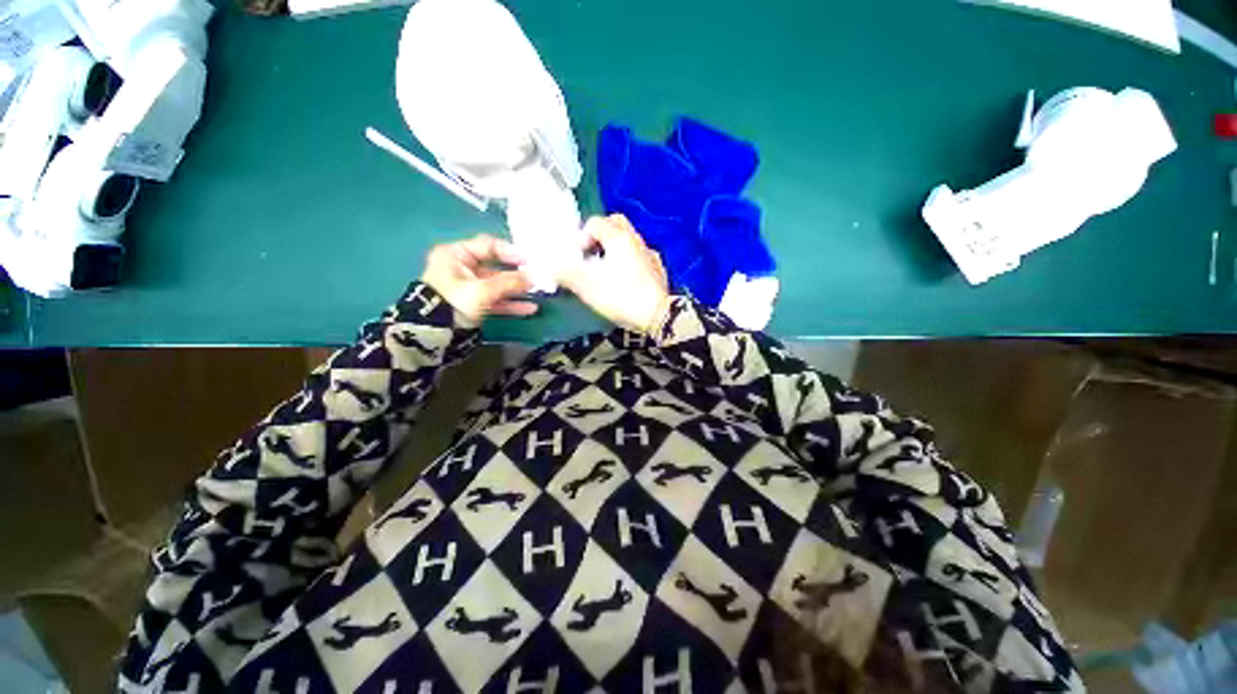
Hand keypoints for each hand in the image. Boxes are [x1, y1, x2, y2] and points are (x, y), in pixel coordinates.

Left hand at [421, 234, 537, 325]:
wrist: (433, 333)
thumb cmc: (454, 302)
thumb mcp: (483, 290)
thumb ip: (510, 282)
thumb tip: (533, 278)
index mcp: (456, 255)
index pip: (489, 246)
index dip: (511, 252)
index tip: (529, 262)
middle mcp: (461, 268)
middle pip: (495, 267)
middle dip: (517, 275)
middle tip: (536, 278)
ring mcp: (467, 287)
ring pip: (497, 285)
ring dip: (516, 291)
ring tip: (536, 294)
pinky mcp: (473, 304)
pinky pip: (495, 300)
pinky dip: (510, 304)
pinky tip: (529, 309)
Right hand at [558, 215, 670, 333]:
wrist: (657, 316)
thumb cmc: (621, 297)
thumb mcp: (588, 287)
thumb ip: (566, 274)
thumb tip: (549, 266)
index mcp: (618, 238)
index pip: (596, 222)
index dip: (582, 237)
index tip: (578, 259)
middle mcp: (636, 240)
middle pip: (615, 224)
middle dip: (600, 236)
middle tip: (591, 256)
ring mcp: (650, 254)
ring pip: (629, 240)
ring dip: (614, 248)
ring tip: (606, 270)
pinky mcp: (658, 270)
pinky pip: (640, 256)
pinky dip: (629, 260)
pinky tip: (625, 278)